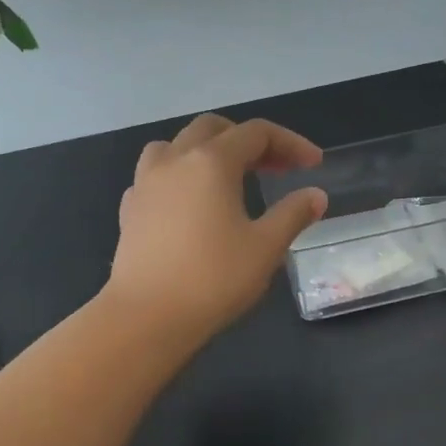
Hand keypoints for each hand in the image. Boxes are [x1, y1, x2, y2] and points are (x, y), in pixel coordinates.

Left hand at [105, 114, 328, 341]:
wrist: (147, 317)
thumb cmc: (213, 279)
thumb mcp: (266, 247)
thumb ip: (293, 214)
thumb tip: (315, 195)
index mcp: (211, 162)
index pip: (256, 133)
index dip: (290, 142)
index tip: (313, 164)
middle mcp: (175, 161)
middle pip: (213, 129)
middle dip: (248, 141)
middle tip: (276, 168)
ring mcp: (145, 183)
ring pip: (175, 145)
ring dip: (206, 151)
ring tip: (227, 177)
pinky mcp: (130, 210)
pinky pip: (155, 176)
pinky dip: (179, 177)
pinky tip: (189, 204)